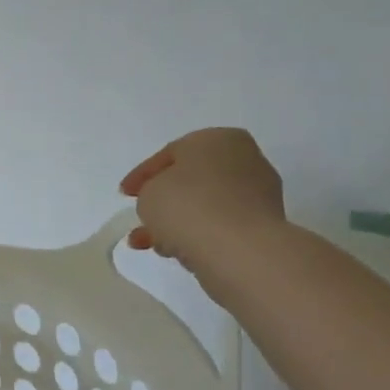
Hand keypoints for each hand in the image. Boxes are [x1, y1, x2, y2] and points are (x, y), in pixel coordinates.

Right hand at [119, 128, 285, 266]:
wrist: (239, 250)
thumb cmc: (189, 206)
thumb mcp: (149, 192)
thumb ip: (150, 191)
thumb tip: (164, 202)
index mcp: (218, 139)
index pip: (171, 153)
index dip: (142, 175)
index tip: (125, 195)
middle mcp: (244, 160)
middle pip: (191, 180)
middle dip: (163, 201)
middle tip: (141, 217)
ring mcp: (259, 194)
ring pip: (205, 206)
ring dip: (176, 222)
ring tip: (151, 244)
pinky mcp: (264, 227)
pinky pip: (220, 226)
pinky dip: (197, 235)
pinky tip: (176, 251)